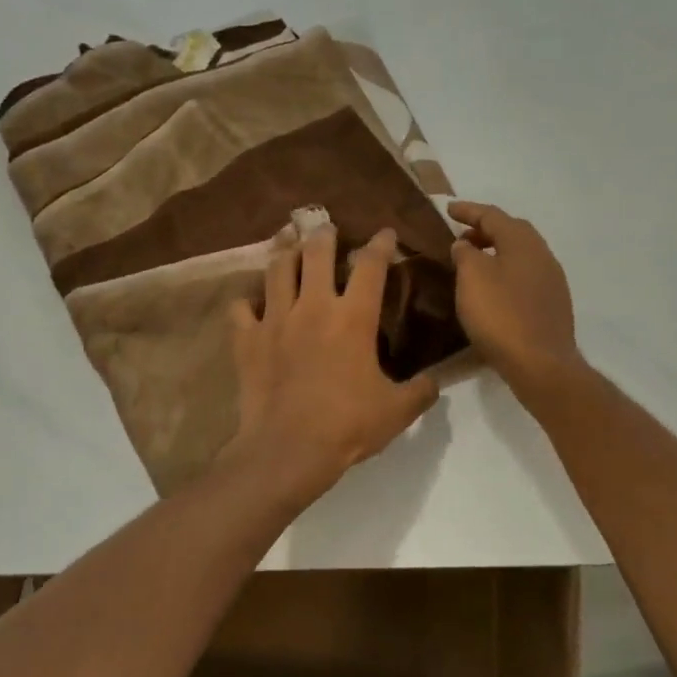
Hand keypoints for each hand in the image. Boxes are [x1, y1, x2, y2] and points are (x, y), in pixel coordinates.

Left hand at [225, 223, 438, 502]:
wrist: (288, 449)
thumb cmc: (347, 426)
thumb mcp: (397, 411)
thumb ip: (421, 391)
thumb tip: (435, 381)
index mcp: (354, 317)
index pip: (371, 266)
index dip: (380, 244)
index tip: (385, 233)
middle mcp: (314, 306)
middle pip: (316, 253)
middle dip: (324, 234)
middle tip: (326, 227)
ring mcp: (275, 319)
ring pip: (277, 269)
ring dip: (285, 252)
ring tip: (288, 242)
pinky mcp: (247, 340)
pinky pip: (240, 308)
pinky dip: (246, 301)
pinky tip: (251, 302)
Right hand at [448, 202, 582, 397]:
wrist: (541, 364)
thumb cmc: (501, 315)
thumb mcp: (472, 278)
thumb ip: (465, 254)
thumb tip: (466, 244)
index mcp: (523, 242)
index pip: (492, 215)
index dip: (468, 210)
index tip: (448, 209)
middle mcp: (542, 254)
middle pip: (512, 232)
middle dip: (485, 230)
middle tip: (461, 237)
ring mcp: (552, 280)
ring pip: (521, 255)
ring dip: (497, 252)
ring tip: (473, 264)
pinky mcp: (553, 304)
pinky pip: (525, 276)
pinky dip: (506, 273)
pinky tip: (493, 290)